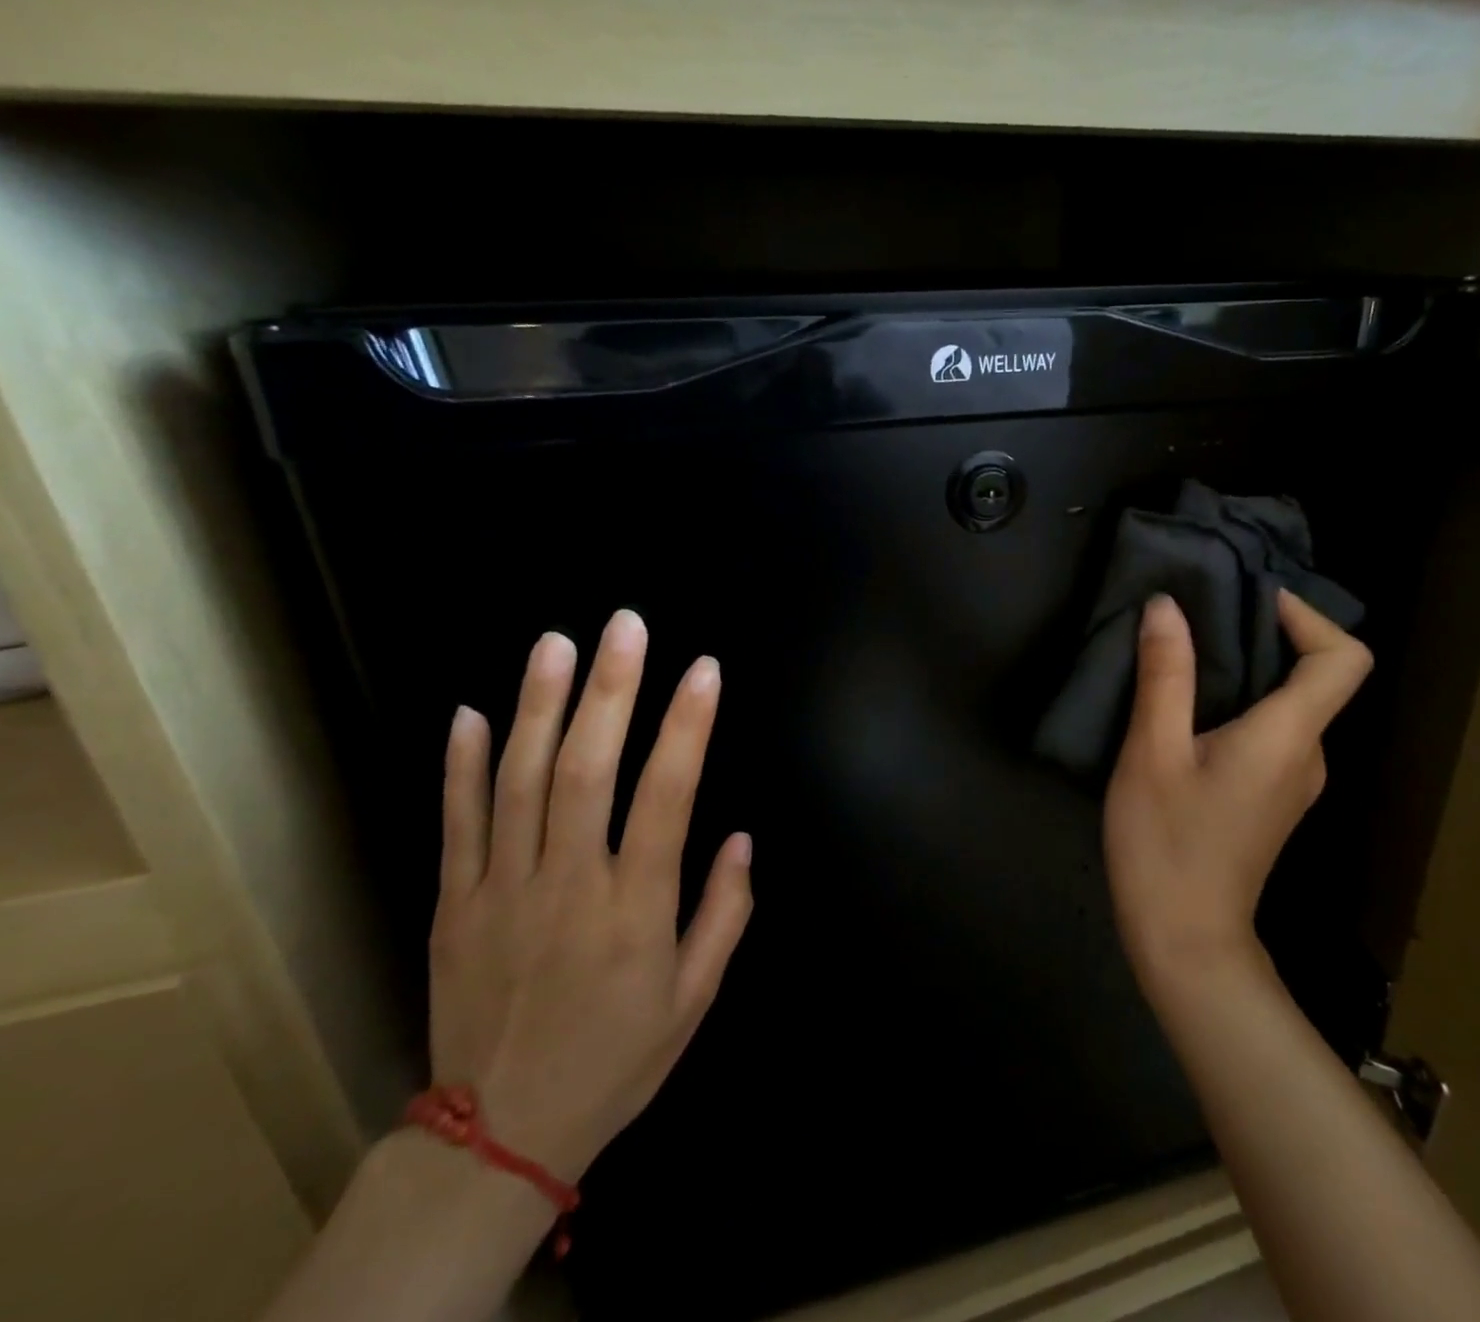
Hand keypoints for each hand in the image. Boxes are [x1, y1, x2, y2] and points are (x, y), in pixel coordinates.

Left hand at [429, 610, 753, 1182]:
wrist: (498, 1137)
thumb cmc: (616, 1059)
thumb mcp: (695, 999)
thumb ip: (724, 913)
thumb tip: (740, 837)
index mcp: (635, 911)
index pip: (667, 797)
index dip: (687, 727)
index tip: (703, 670)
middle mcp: (568, 887)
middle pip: (586, 771)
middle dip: (610, 691)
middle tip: (625, 626)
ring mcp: (502, 892)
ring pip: (520, 783)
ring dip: (539, 706)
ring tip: (556, 643)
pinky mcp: (453, 905)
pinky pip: (456, 825)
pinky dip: (462, 765)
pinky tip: (472, 712)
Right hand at [1104, 590, 1371, 992]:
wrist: (1185, 941)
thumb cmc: (1166, 844)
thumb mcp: (1152, 753)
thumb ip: (1165, 676)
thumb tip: (1167, 606)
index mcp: (1289, 737)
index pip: (1342, 660)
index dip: (1308, 617)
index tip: (1251, 600)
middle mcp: (1308, 755)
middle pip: (1315, 676)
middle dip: (1265, 634)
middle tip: (1200, 616)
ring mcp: (1294, 782)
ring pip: (1289, 705)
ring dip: (1249, 671)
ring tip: (1185, 655)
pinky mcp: (1272, 798)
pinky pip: (1272, 732)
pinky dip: (1242, 704)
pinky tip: (1187, 711)